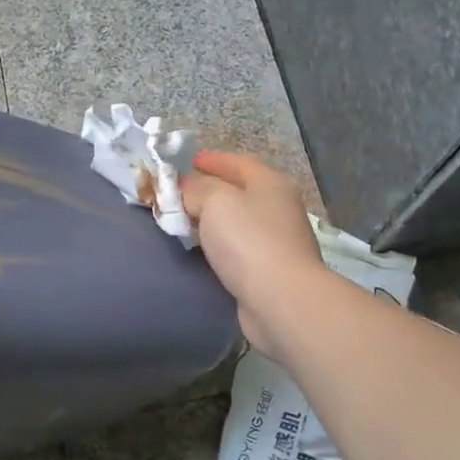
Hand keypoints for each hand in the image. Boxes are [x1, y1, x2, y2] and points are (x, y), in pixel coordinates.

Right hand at [182, 151, 323, 361]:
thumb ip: (195, 189)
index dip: (211, 160)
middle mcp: (279, 207)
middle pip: (238, 191)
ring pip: (237, 221)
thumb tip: (186, 188)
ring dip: (212, 220)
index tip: (187, 163)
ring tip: (184, 222)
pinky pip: (238, 248)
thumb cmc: (248, 240)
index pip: (237, 162)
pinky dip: (219, 245)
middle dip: (208, 191)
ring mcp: (278, 240)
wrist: (280, 299)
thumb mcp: (214, 201)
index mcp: (270, 183)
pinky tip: (203, 250)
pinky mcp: (271, 270)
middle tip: (178, 195)